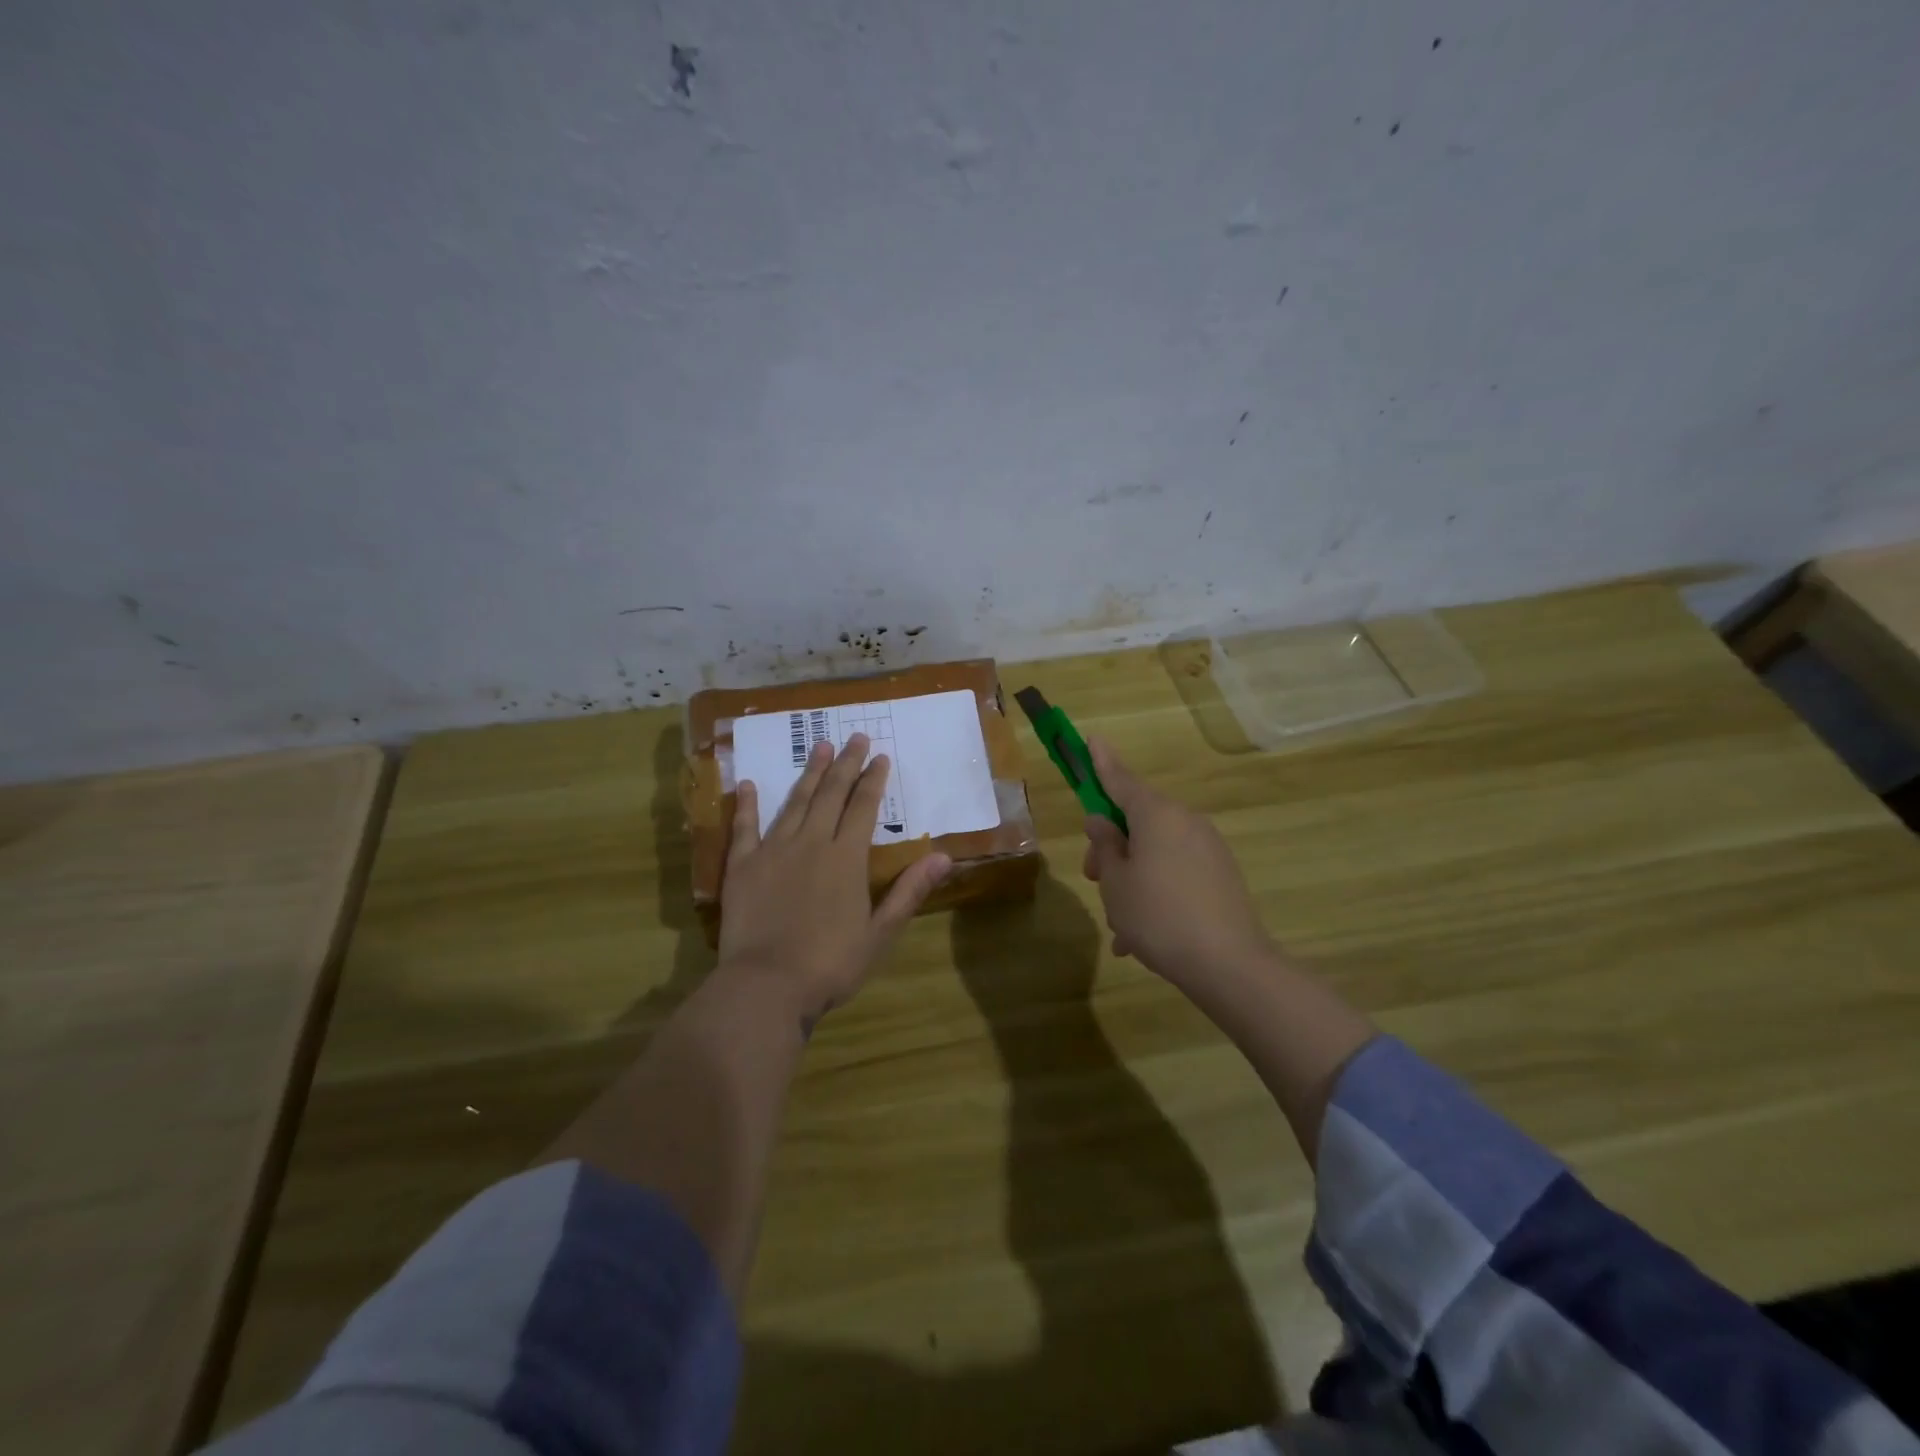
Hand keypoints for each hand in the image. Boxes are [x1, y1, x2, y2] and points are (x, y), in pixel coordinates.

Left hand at [720, 734, 950, 1026]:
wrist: (767, 985)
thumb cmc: (830, 963)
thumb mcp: (880, 932)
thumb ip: (909, 891)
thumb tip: (945, 856)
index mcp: (846, 858)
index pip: (864, 808)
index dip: (874, 781)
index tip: (881, 756)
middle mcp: (811, 843)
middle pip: (831, 794)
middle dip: (845, 764)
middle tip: (854, 737)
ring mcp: (773, 851)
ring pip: (795, 802)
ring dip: (808, 774)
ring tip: (818, 746)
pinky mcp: (742, 866)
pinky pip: (744, 828)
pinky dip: (748, 805)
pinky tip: (748, 784)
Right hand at [1081, 737, 1274, 990]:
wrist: (1229, 965)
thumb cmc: (1157, 916)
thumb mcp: (1116, 882)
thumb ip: (1106, 846)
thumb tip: (1103, 822)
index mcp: (1157, 814)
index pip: (1120, 780)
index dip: (1101, 762)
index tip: (1092, 738)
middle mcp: (1185, 821)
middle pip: (1137, 821)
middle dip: (1112, 847)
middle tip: (1093, 879)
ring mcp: (1208, 847)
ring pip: (1155, 851)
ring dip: (1132, 878)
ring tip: (1120, 926)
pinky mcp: (1221, 875)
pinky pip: (1176, 872)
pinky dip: (1156, 892)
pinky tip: (1141, 936)